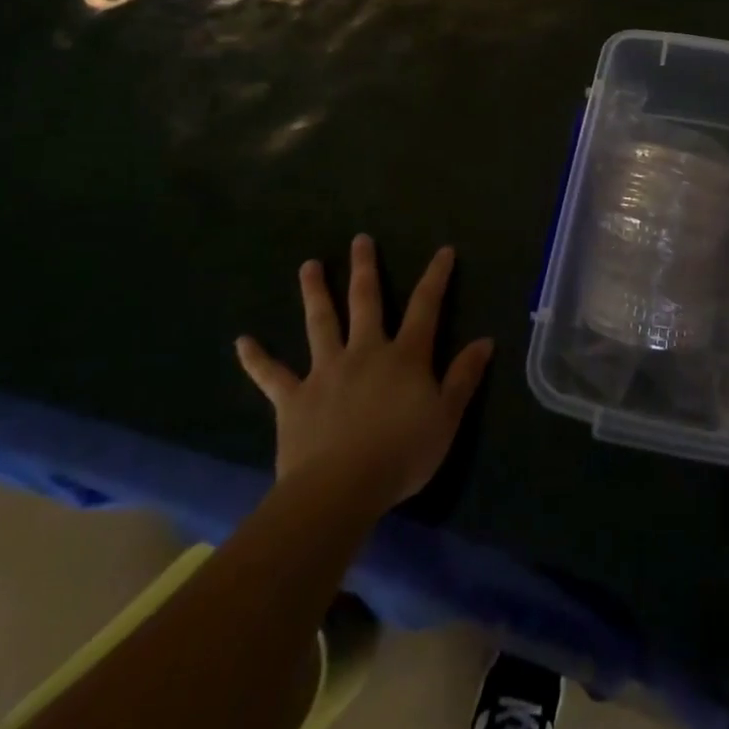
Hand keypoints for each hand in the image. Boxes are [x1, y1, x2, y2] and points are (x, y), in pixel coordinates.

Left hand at [235, 235, 493, 507]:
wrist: (340, 489)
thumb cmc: (402, 453)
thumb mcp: (447, 417)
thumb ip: (464, 377)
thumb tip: (485, 341)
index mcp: (405, 356)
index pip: (426, 306)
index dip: (436, 276)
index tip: (443, 250)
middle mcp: (365, 352)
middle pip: (365, 301)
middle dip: (364, 269)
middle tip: (359, 239)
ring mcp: (326, 372)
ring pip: (320, 323)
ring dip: (315, 293)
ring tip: (308, 266)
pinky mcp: (294, 399)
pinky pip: (272, 376)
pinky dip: (257, 359)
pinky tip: (242, 342)